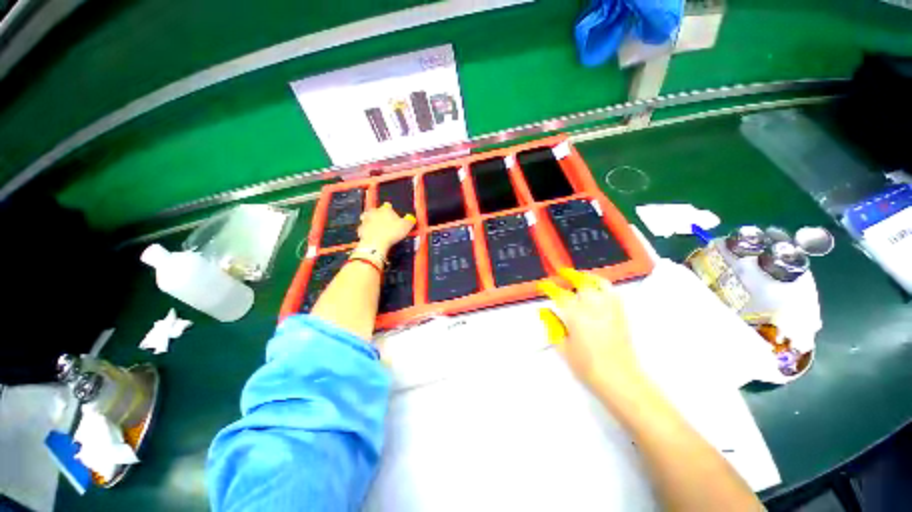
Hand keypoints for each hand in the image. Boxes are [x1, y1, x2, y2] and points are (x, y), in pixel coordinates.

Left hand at [357, 203, 414, 253]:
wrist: (376, 243)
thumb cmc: (390, 233)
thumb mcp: (406, 226)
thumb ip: (409, 221)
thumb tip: (411, 218)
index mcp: (385, 209)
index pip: (388, 207)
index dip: (392, 212)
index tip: (395, 218)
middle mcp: (374, 212)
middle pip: (376, 211)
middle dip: (380, 215)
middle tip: (385, 222)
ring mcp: (366, 220)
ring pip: (368, 218)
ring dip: (371, 221)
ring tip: (377, 228)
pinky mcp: (361, 229)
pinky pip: (364, 229)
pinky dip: (367, 231)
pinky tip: (372, 235)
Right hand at [538, 268, 643, 392]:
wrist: (619, 379)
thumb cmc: (587, 366)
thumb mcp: (562, 348)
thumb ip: (553, 327)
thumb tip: (545, 312)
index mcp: (576, 315)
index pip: (560, 294)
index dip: (550, 287)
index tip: (544, 285)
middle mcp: (593, 307)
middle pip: (583, 283)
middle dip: (571, 276)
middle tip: (563, 274)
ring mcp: (610, 309)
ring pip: (600, 284)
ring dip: (589, 277)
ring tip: (582, 277)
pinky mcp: (621, 315)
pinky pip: (614, 293)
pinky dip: (604, 287)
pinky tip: (599, 290)